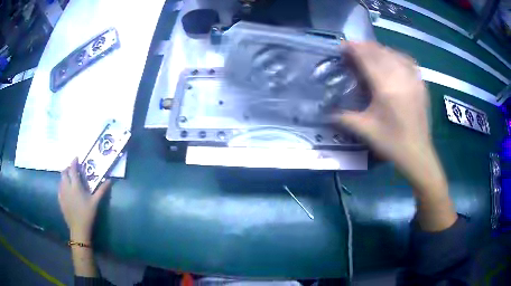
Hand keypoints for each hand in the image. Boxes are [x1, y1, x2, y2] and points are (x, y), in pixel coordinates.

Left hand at [58, 158, 110, 241]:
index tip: (76, 158)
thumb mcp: (95, 202)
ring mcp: (62, 193)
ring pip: (61, 179)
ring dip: (65, 176)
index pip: (72, 169)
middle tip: (73, 169)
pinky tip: (66, 190)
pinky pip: (59, 188)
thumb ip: (101, 190)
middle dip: (68, 168)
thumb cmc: (87, 214)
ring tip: (70, 179)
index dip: (74, 162)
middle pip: (64, 172)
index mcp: (75, 186)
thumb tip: (110, 180)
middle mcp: (66, 187)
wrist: (78, 228)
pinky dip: (62, 185)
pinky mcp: (60, 200)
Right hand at [336, 42, 434, 186]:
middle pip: (380, 53)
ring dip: (380, 49)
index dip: (354, 49)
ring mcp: (413, 79)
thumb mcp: (365, 131)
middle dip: (365, 47)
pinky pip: (408, 61)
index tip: (344, 45)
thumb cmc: (392, 143)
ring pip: (394, 54)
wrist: (417, 154)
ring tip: (370, 50)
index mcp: (385, 88)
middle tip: (353, 47)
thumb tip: (326, 112)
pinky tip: (392, 58)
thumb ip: (344, 118)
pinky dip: (397, 55)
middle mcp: (400, 78)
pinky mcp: (421, 84)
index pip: (368, 59)